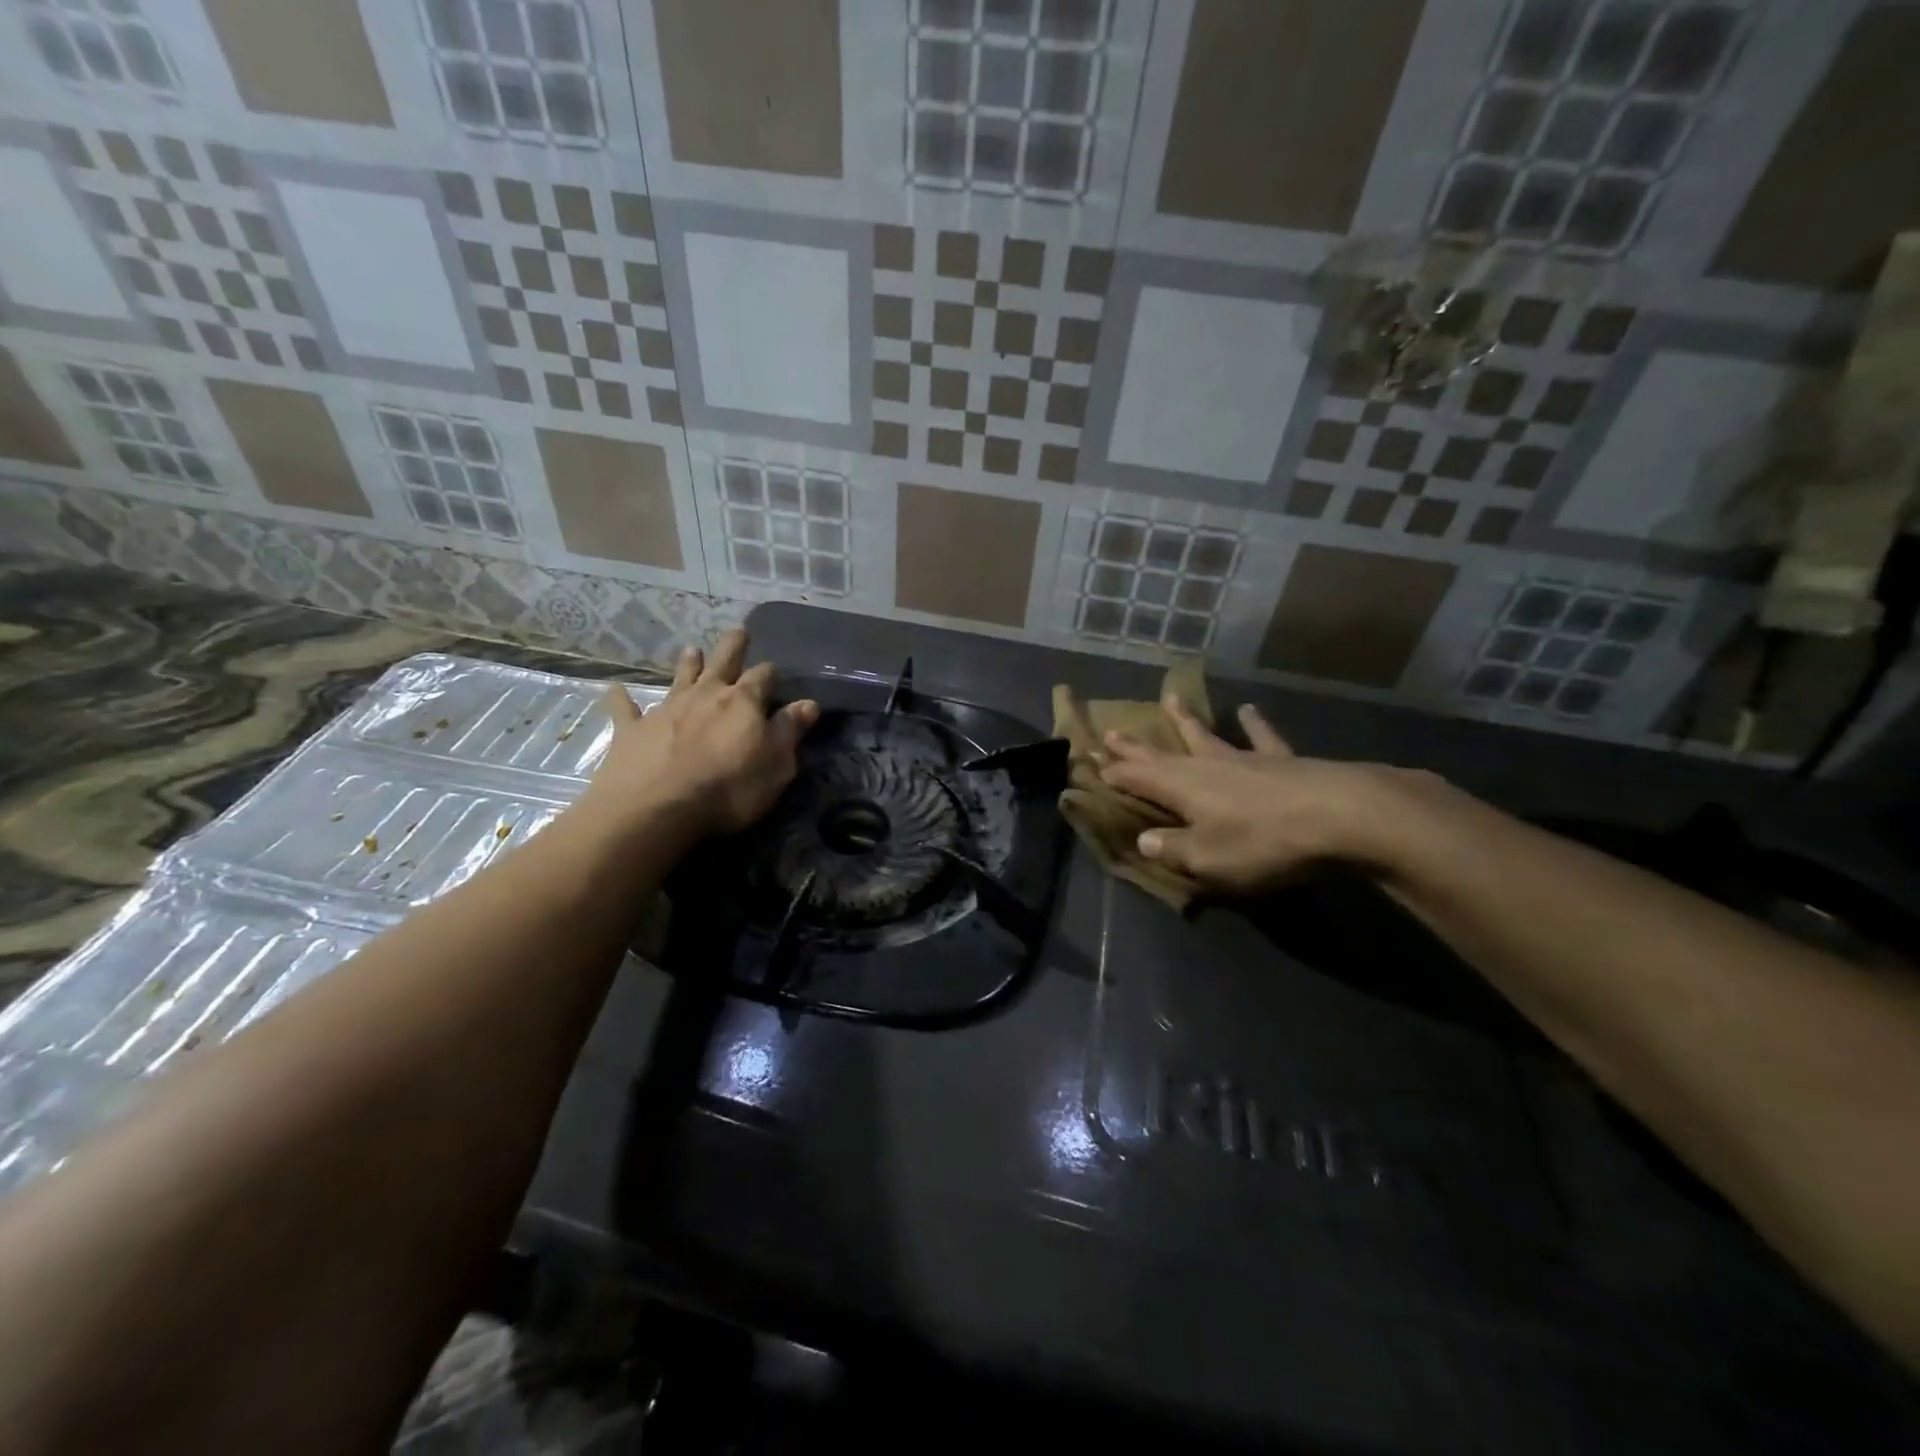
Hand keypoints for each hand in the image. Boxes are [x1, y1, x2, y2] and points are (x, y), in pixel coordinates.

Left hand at [578, 629, 817, 846]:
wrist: (655, 808)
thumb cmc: (728, 789)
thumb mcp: (776, 766)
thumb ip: (790, 731)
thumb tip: (808, 703)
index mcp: (743, 702)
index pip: (763, 676)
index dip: (771, 673)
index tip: (776, 675)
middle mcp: (705, 695)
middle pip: (722, 661)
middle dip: (733, 646)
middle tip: (738, 632)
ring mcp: (666, 708)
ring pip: (680, 677)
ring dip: (688, 664)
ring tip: (692, 650)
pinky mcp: (632, 729)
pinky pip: (625, 708)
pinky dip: (622, 698)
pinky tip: (615, 689)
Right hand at [1098, 697, 1409, 893]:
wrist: (1338, 816)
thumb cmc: (1263, 842)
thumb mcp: (1208, 859)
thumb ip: (1173, 849)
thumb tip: (1143, 840)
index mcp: (1181, 789)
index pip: (1136, 779)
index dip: (1113, 774)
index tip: (1090, 763)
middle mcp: (1205, 766)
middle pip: (1162, 753)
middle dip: (1135, 746)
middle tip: (1111, 731)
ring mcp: (1244, 758)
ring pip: (1205, 736)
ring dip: (1185, 721)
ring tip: (1171, 699)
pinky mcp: (1281, 759)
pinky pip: (1262, 737)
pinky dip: (1253, 724)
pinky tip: (1249, 709)